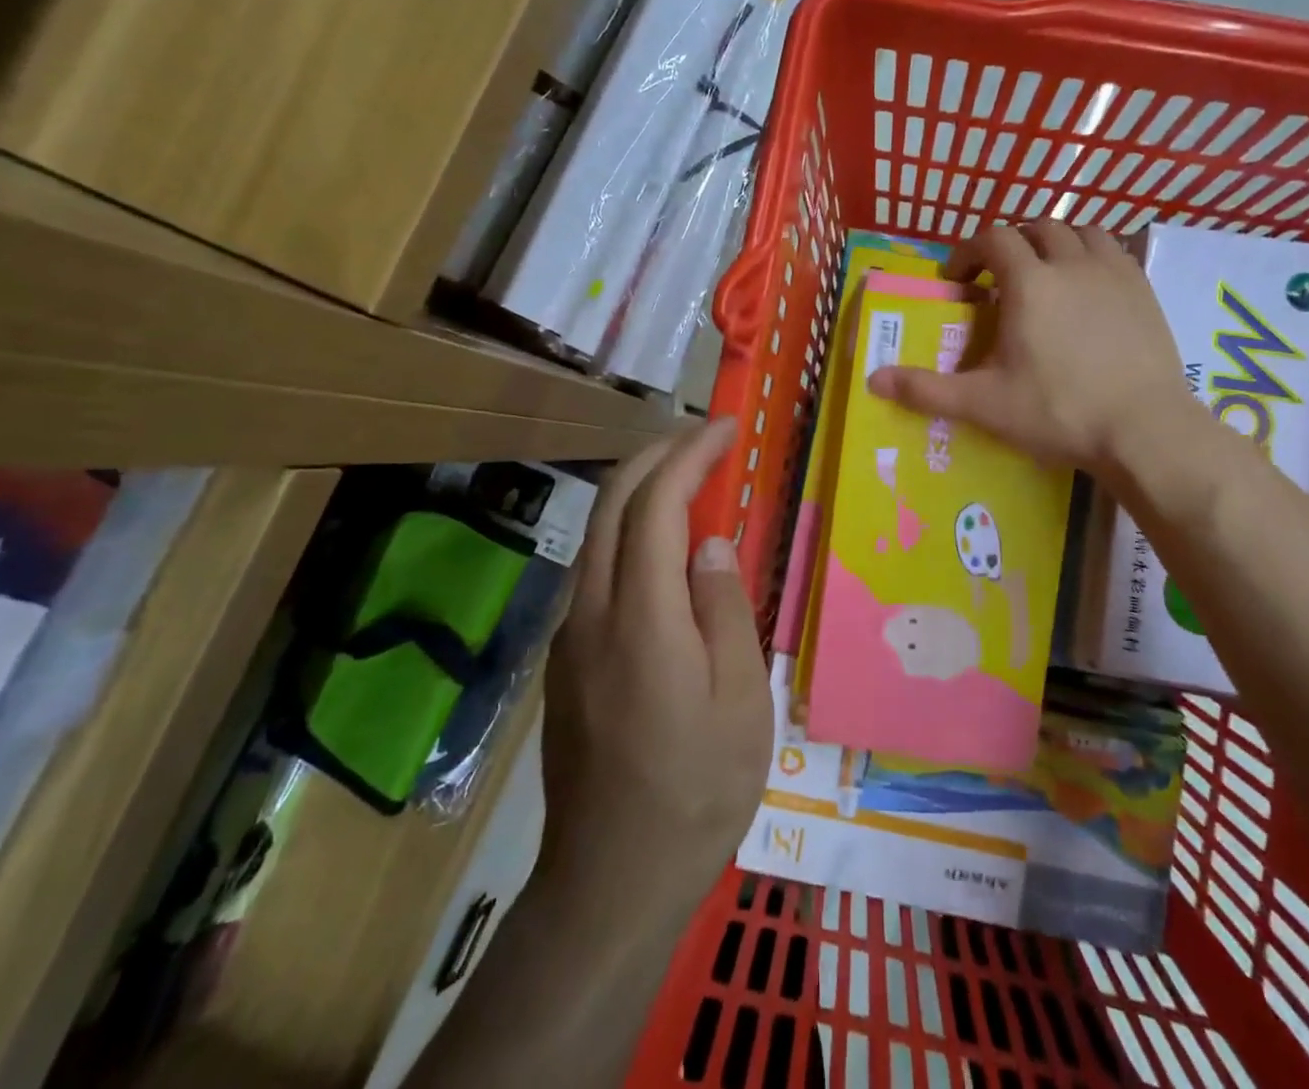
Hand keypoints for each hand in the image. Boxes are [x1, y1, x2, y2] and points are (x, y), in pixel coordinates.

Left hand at [541, 418, 771, 928]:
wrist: (611, 880)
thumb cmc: (697, 791)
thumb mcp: (742, 702)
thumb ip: (724, 609)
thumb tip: (710, 541)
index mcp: (642, 618)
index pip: (657, 505)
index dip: (689, 455)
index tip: (724, 429)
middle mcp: (593, 611)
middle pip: (612, 503)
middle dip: (656, 455)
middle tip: (703, 439)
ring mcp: (571, 635)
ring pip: (597, 533)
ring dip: (640, 490)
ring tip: (690, 480)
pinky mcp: (566, 658)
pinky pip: (597, 570)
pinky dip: (630, 533)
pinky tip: (665, 551)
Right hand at [869, 221, 1193, 474]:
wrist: (1144, 429)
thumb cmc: (1058, 411)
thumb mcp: (984, 404)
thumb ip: (927, 389)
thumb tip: (873, 381)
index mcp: (1029, 282)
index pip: (993, 237)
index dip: (969, 251)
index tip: (959, 281)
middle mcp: (1071, 263)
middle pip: (1037, 226)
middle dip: (1012, 243)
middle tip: (999, 278)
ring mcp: (1114, 272)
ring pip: (1081, 231)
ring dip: (1055, 242)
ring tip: (1046, 275)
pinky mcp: (1144, 289)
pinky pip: (1114, 250)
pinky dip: (1092, 255)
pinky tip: (1088, 289)